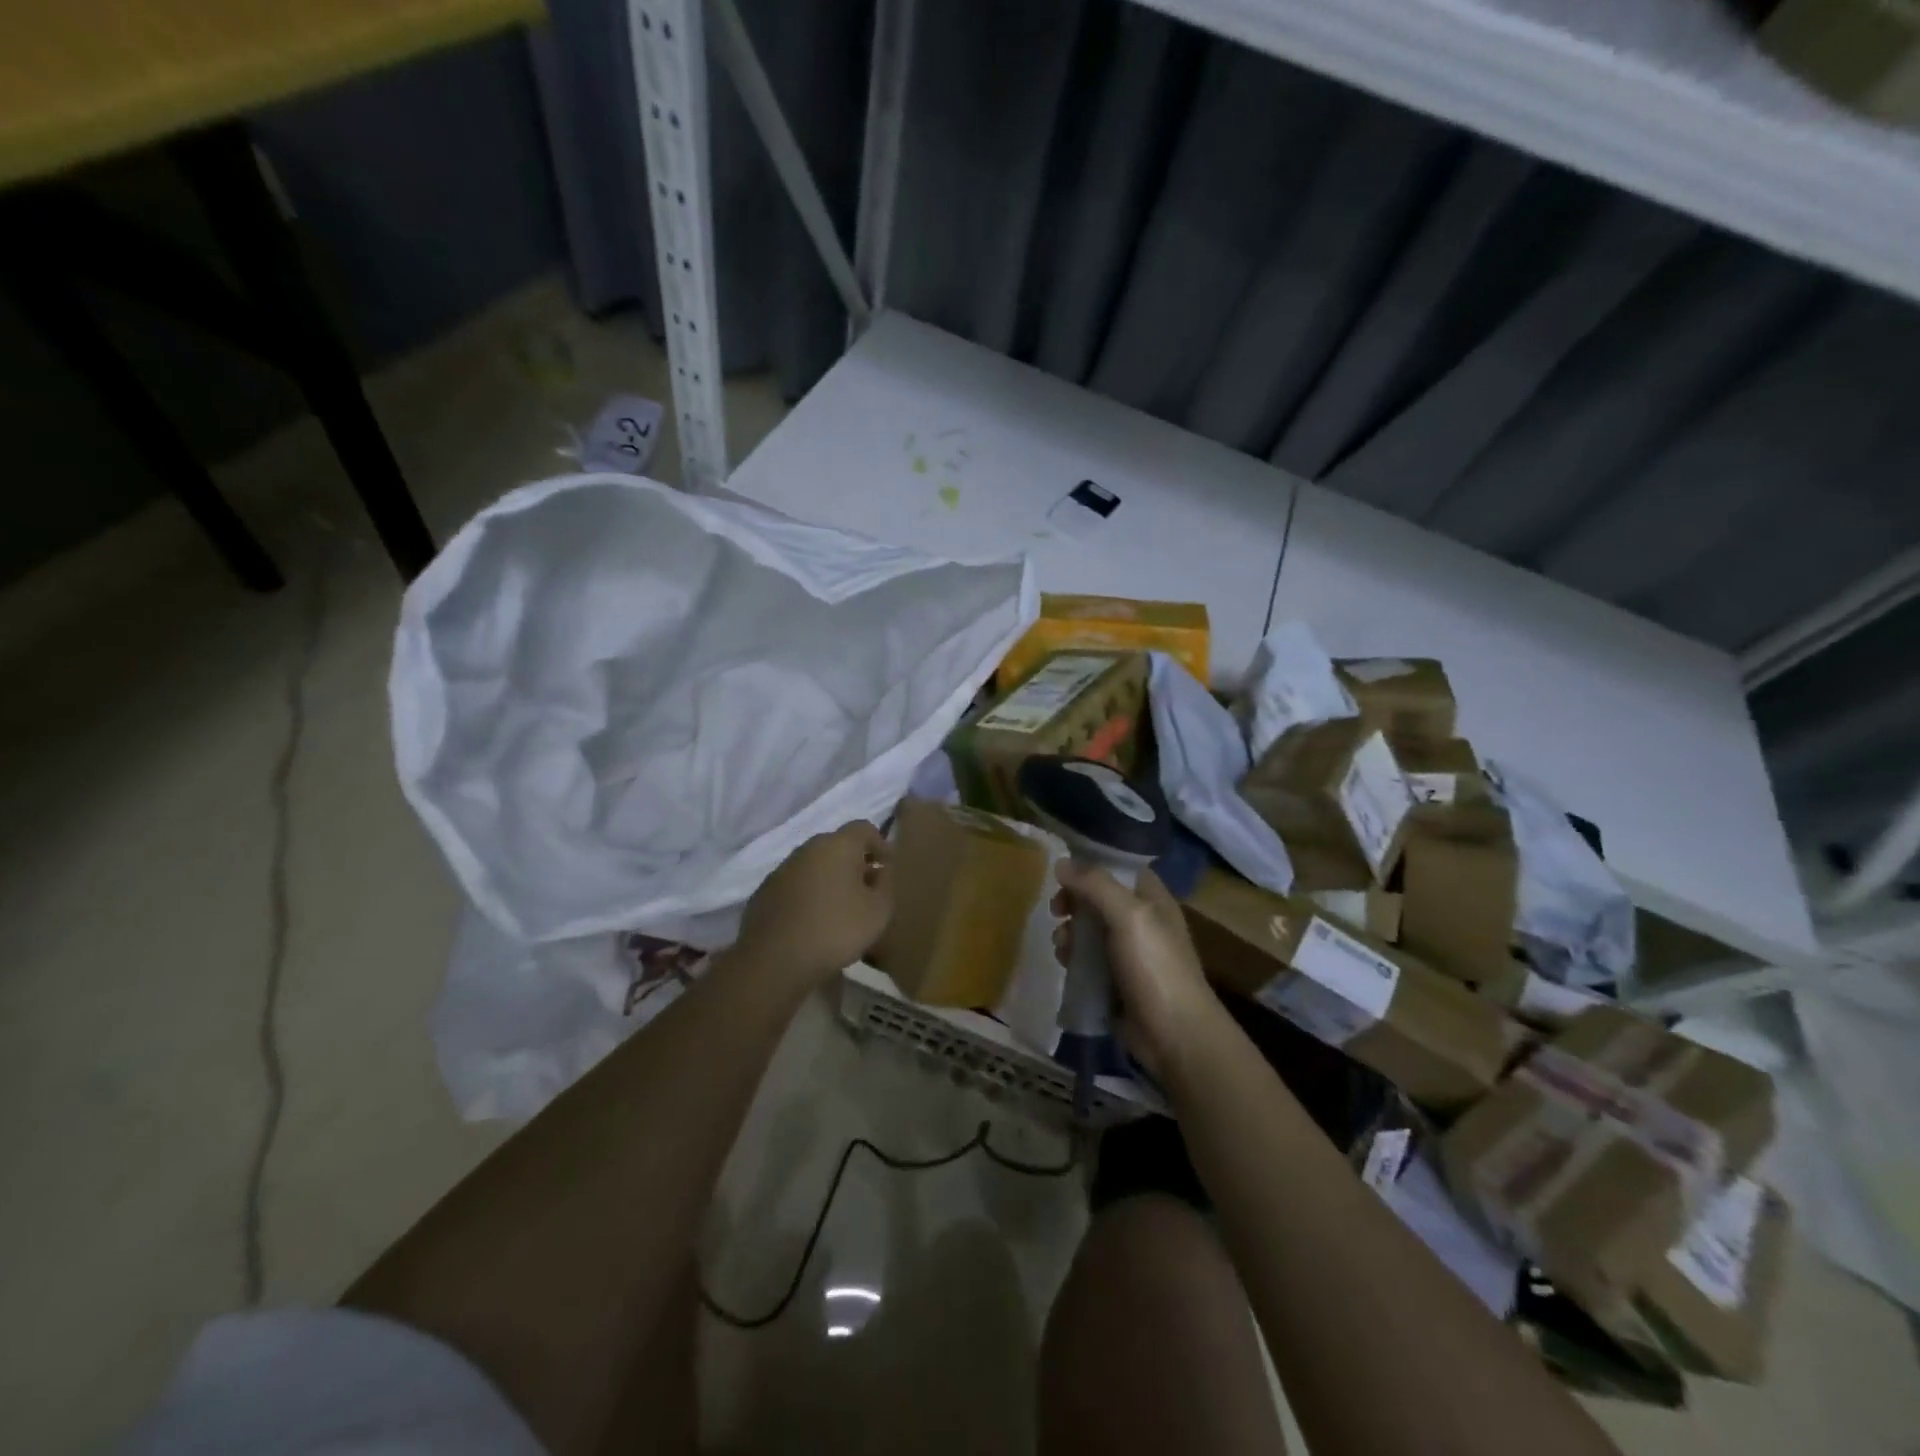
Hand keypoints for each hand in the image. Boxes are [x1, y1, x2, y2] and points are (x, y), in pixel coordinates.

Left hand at [735, 821, 892, 990]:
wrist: (775, 960)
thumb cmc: (836, 929)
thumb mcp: (878, 910)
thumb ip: (885, 884)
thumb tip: (880, 871)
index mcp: (837, 845)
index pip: (863, 828)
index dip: (880, 844)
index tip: (888, 867)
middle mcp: (807, 849)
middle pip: (837, 846)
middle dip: (854, 863)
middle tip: (867, 890)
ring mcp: (782, 870)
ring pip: (814, 866)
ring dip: (830, 880)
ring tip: (841, 909)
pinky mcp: (764, 893)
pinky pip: (795, 886)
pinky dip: (808, 896)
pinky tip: (813, 922)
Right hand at [1052, 864, 1225, 1075]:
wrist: (1175, 1035)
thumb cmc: (1156, 967)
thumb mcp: (1129, 916)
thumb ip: (1095, 885)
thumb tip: (1062, 863)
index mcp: (1152, 898)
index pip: (1119, 867)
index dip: (1091, 864)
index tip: (1062, 870)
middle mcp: (1140, 920)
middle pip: (1098, 897)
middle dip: (1074, 901)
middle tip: (1057, 909)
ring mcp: (1128, 951)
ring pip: (1089, 929)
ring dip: (1070, 931)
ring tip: (1062, 944)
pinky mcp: (1115, 979)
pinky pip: (1088, 958)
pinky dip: (1074, 957)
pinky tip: (1066, 963)